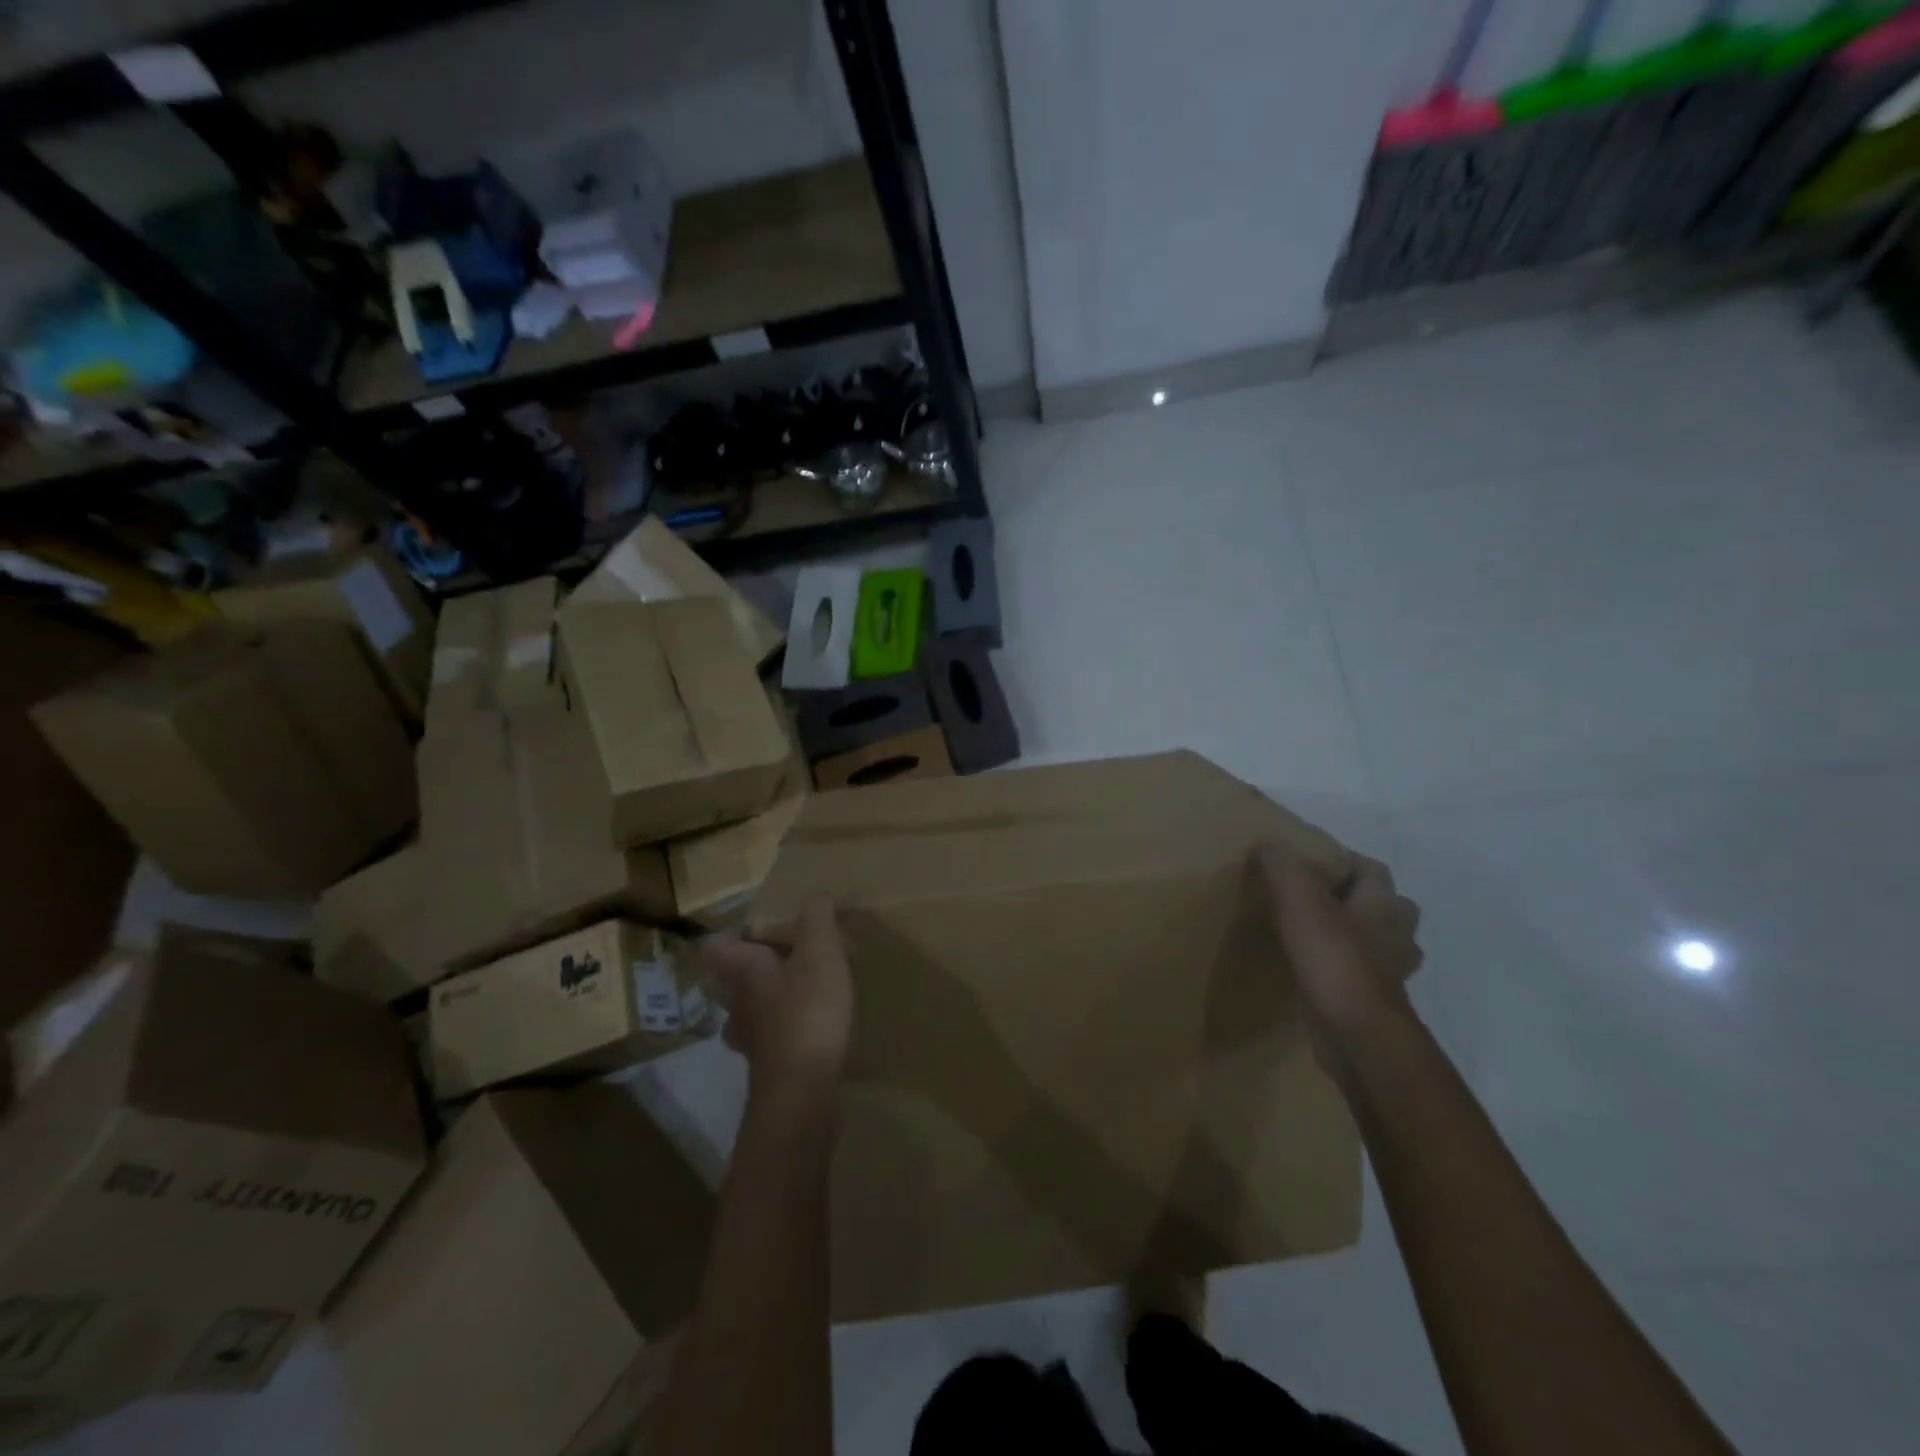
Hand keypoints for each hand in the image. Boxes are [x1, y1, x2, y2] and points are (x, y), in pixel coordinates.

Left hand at [702, 898, 853, 1097]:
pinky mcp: (769, 1068)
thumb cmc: (808, 1012)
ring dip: (767, 1002)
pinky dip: (785, 1031)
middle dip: (751, 969)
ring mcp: (750, 1041)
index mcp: (744, 971)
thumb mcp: (820, 953)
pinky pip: (771, 1040)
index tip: (760, 927)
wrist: (804, 1093)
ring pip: (748, 1013)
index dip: (732, 934)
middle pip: (729, 981)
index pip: (716, 946)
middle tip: (786, 957)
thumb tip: (815, 897)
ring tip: (801, 991)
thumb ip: (817, 919)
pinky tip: (812, 1027)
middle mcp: (737, 1005)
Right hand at [1256, 844, 1422, 1071]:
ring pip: (1379, 942)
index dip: (1345, 859)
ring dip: (1356, 935)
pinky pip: (1362, 974)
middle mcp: (1396, 935)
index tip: (1309, 861)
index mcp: (1384, 905)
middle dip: (1358, 899)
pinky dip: (1344, 968)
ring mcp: (1390, 972)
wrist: (1356, 1035)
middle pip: (1386, 906)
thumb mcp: (1299, 900)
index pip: (1373, 869)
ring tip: (1317, 932)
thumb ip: (1283, 866)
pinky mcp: (1373, 1002)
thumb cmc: (1334, 959)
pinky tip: (1315, 969)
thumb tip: (1267, 842)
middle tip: (1317, 897)